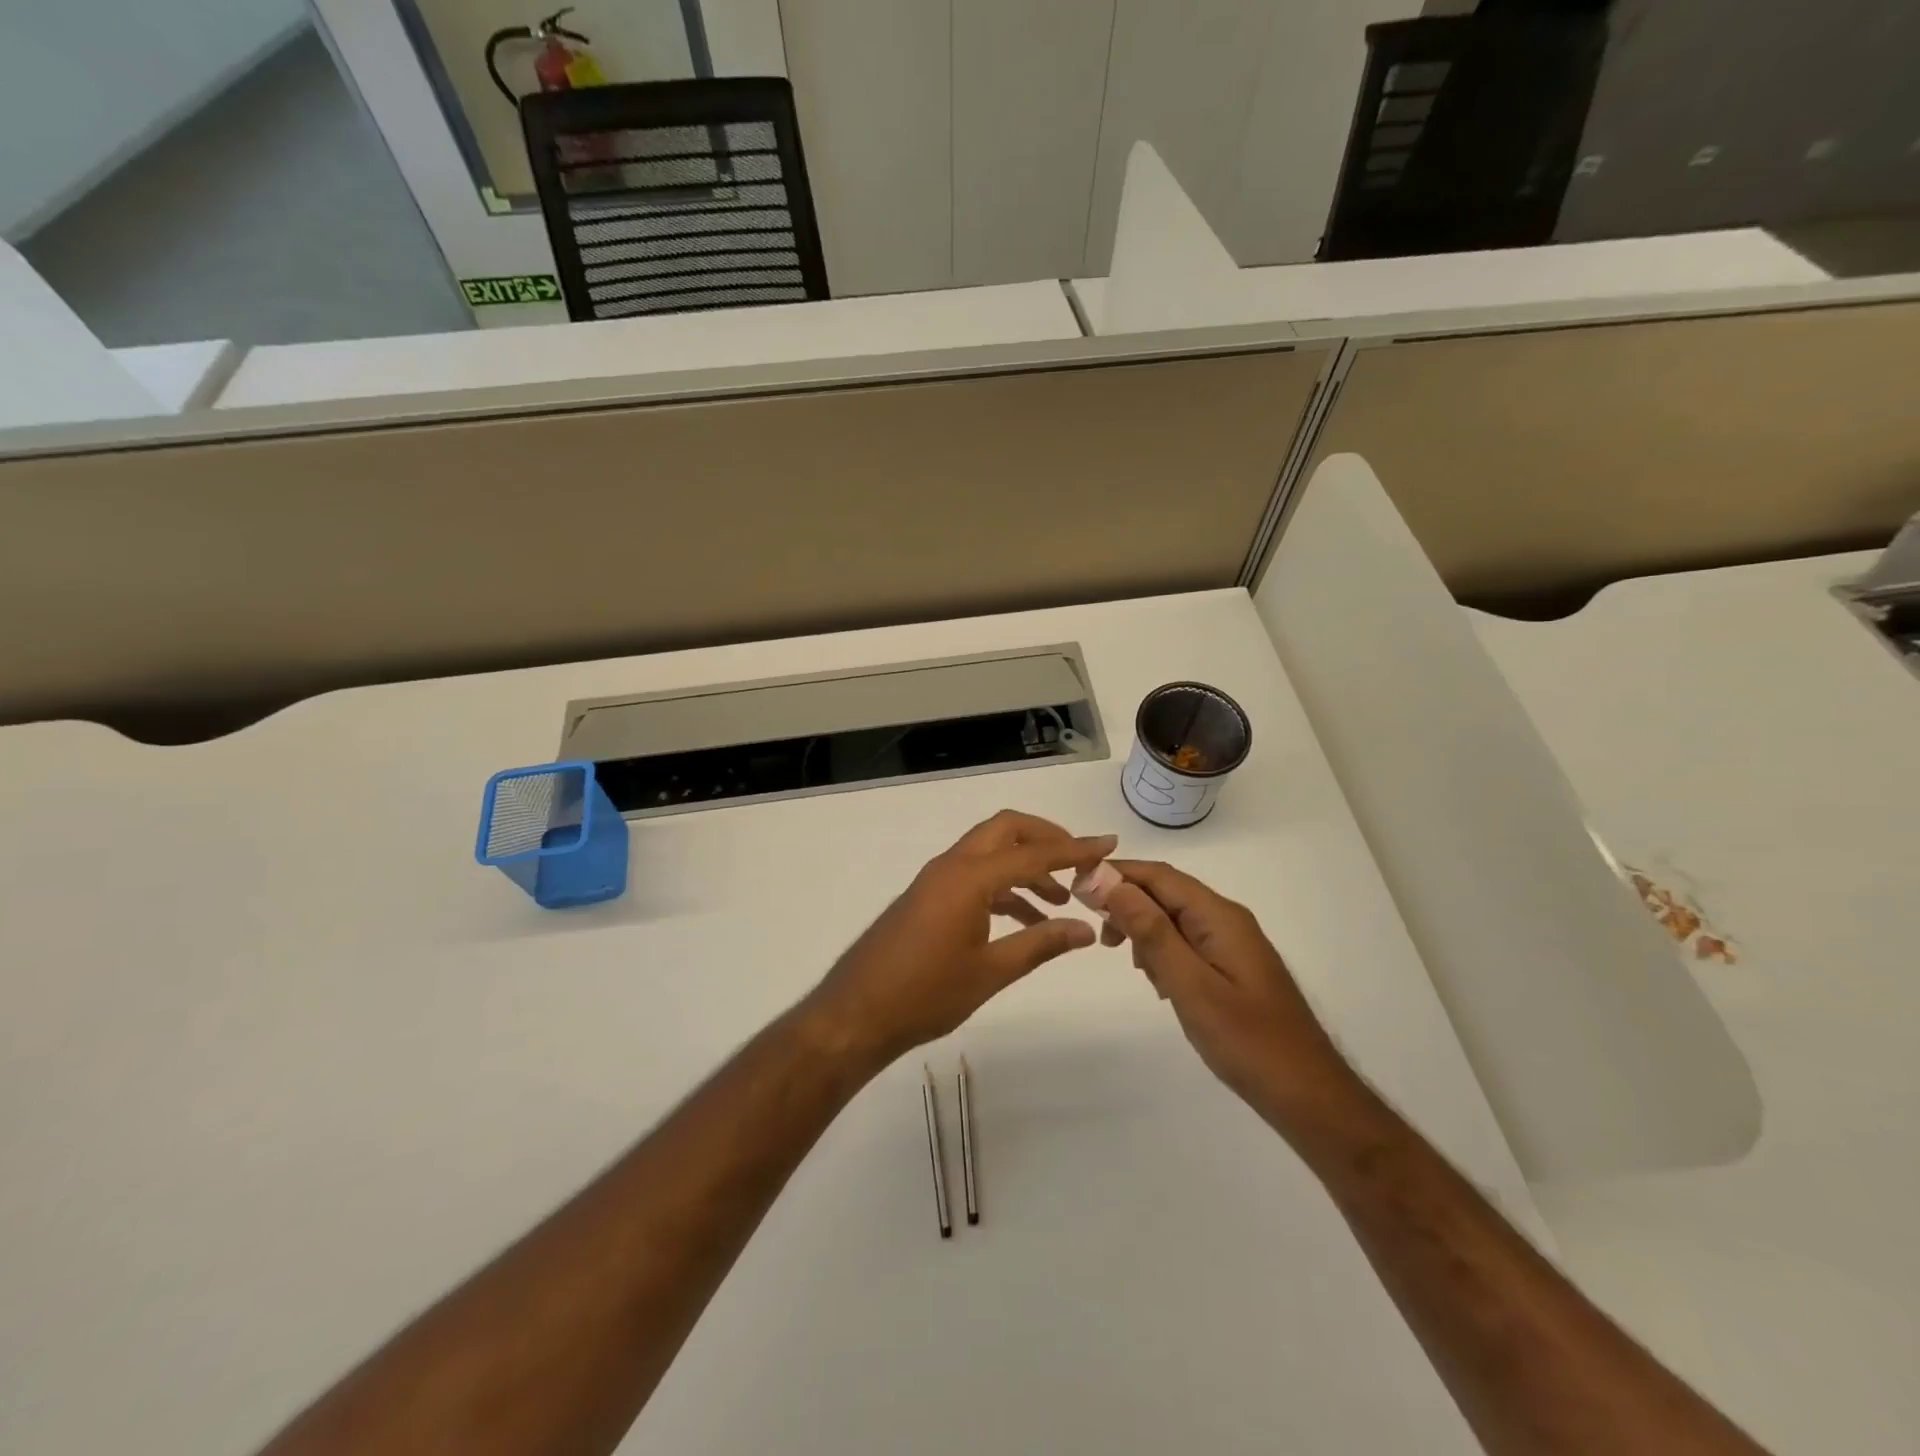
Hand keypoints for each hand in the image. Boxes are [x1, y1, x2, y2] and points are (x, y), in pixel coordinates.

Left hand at [809, 811, 1116, 1064]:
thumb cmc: (925, 993)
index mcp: (969, 877)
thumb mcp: (991, 971)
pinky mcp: (928, 896)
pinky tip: (1025, 917)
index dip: (1074, 850)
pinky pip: (974, 875)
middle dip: (1046, 840)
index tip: (1108, 845)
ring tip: (1060, 900)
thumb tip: (1086, 930)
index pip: (1033, 854)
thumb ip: (1040, 944)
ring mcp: (936, 879)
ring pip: (990, 852)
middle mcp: (952, 866)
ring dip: (1025, 866)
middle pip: (1006, 831)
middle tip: (1079, 865)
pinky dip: (1003, 886)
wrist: (858, 1013)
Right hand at [1097, 860, 1361, 1118]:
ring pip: (1175, 917)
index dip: (1116, 874)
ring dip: (1144, 928)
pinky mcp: (1233, 966)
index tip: (1077, 887)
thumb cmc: (1247, 1041)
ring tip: (1128, 962)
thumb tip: (1112, 884)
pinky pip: (1188, 942)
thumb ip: (1152, 932)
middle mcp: (1227, 919)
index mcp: (1219, 916)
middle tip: (1098, 935)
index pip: (1159, 875)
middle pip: (1166, 892)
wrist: (1308, 1094)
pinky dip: (1163, 951)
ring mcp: (1233, 943)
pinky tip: (1158, 981)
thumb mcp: (1190, 985)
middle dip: (1127, 903)